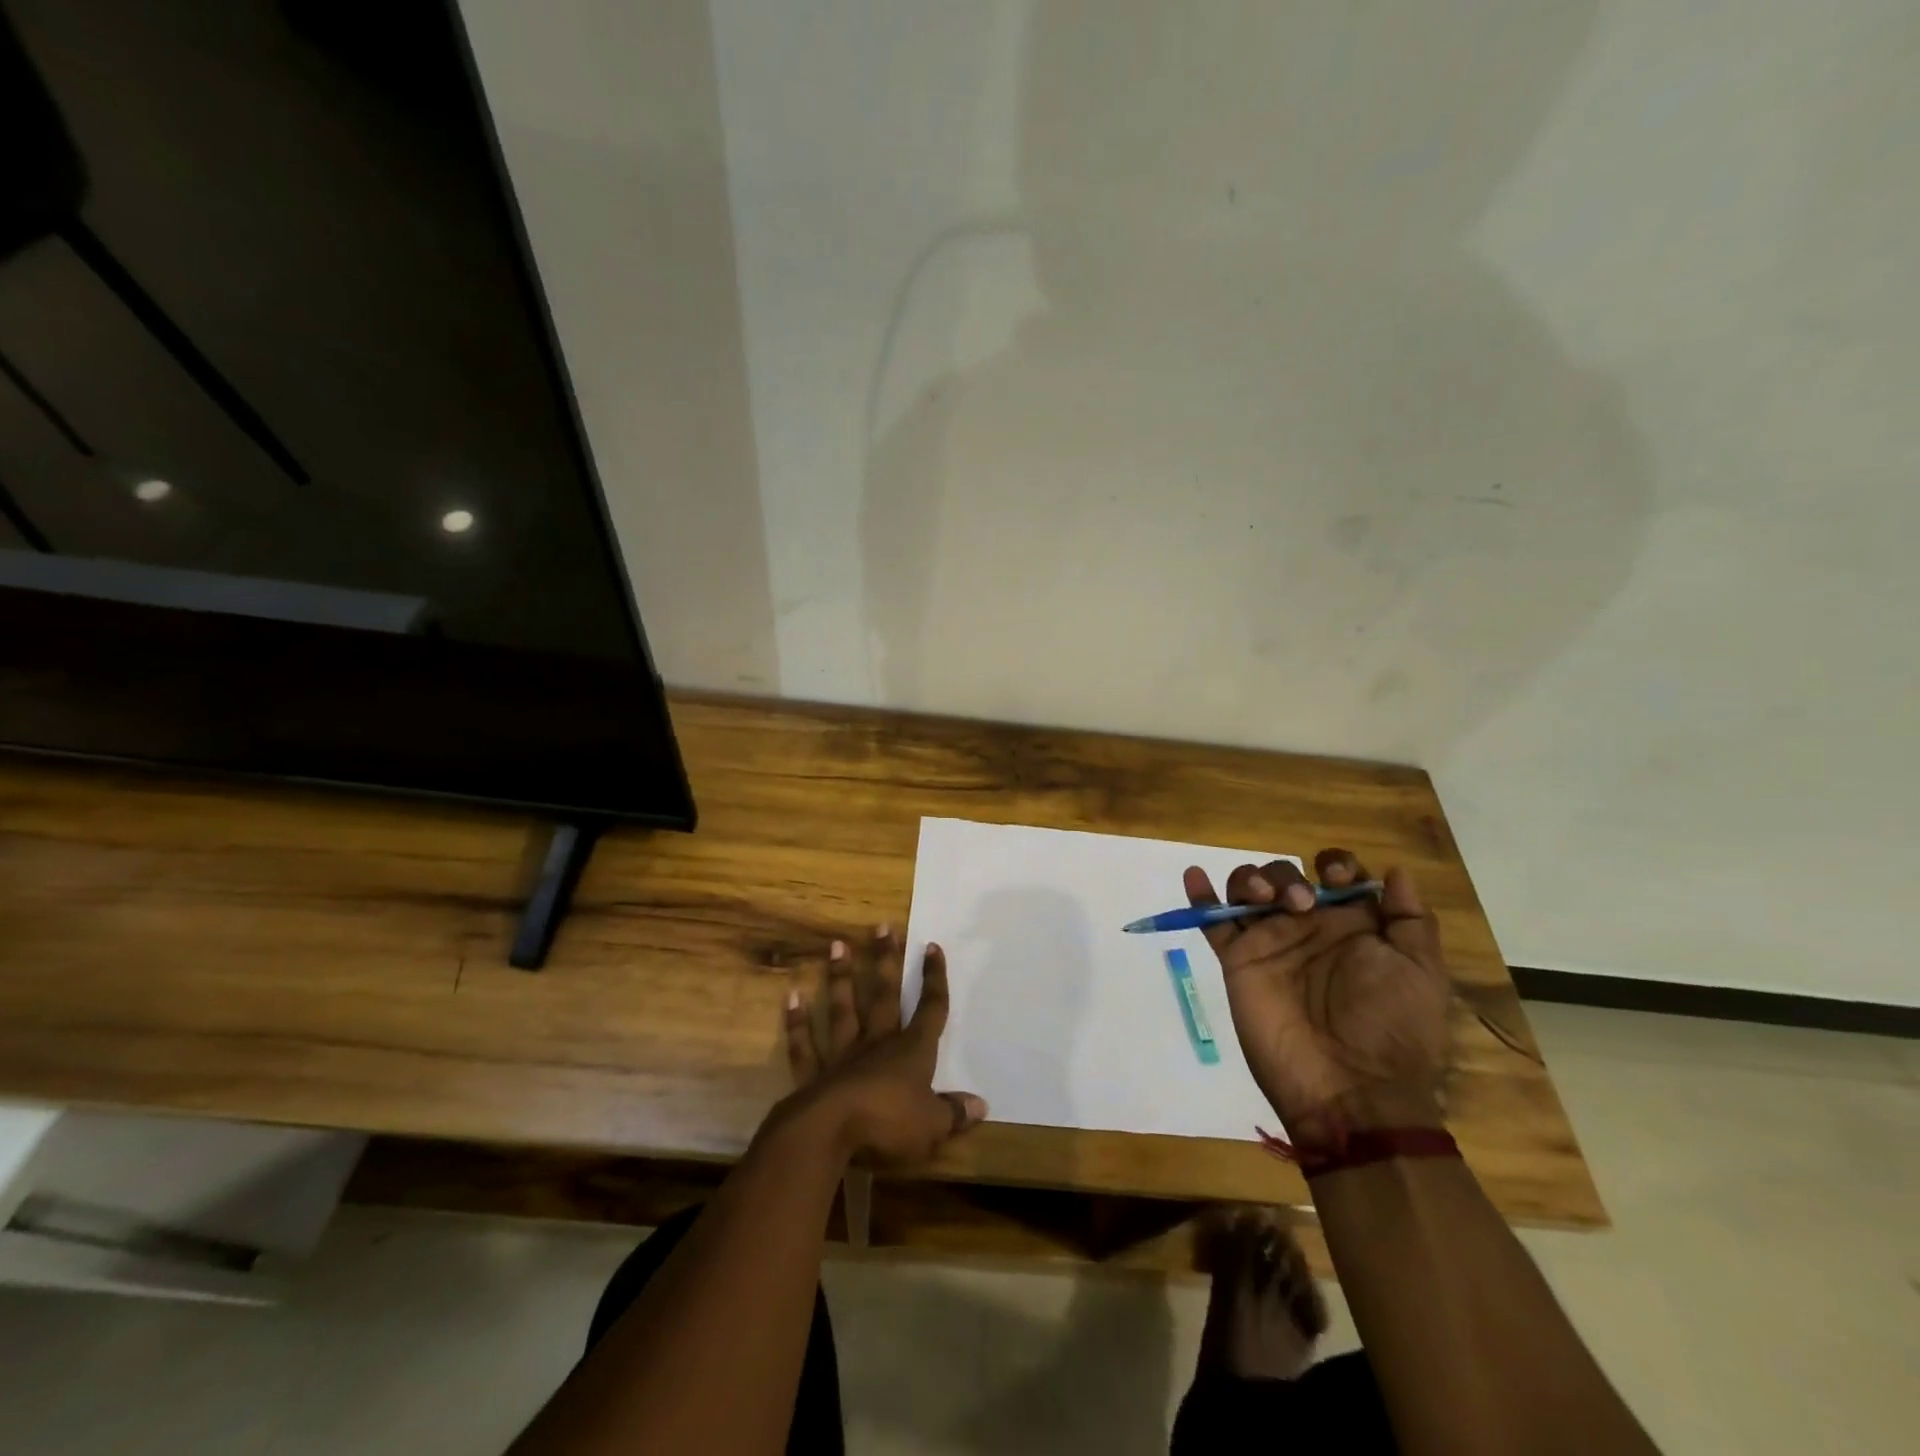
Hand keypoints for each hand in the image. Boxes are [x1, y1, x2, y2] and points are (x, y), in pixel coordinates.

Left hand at [782, 928, 987, 1164]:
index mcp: (912, 1052)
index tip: (932, 947)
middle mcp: (877, 1044)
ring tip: (837, 944)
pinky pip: (805, 1045)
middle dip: (886, 961)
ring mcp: (842, 1056)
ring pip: (843, 1009)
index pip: (930, 1009)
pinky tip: (792, 997)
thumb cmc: (888, 1125)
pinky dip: (798, 1023)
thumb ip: (954, 1113)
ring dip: (841, 978)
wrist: (829, 1134)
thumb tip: (981, 1104)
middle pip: (884, 995)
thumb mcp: (932, 1126)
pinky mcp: (813, 1075)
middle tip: (882, 927)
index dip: (933, 979)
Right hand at [1184, 849, 1450, 1140]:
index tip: (1333, 877)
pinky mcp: (1238, 960)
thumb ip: (1410, 919)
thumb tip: (1395, 871)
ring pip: (1248, 889)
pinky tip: (1195, 876)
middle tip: (1301, 905)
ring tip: (1264, 902)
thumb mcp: (1420, 972)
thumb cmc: (1393, 1027)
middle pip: (1285, 875)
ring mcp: (1270, 942)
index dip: (1334, 863)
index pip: (1335, 874)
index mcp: (1352, 925)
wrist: (1350, 1088)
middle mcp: (1308, 927)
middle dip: (1288, 876)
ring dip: (1252, 880)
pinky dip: (1200, 896)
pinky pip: (1213, 922)